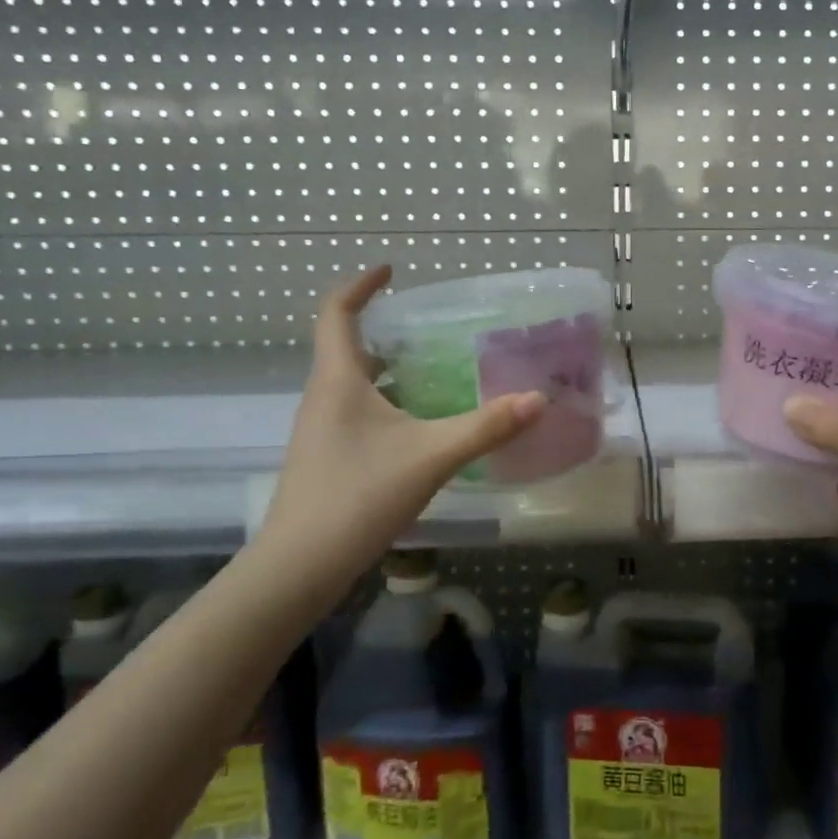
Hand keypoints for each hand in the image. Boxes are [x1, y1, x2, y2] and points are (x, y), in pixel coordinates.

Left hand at [251, 266, 546, 574]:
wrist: (299, 566)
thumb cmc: (358, 496)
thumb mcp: (431, 456)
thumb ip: (485, 426)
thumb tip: (537, 399)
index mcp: (338, 381)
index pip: (337, 313)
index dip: (360, 286)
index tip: (390, 271)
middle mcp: (324, 397)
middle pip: (347, 347)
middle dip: (385, 331)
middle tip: (431, 330)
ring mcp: (322, 430)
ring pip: (355, 384)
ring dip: (389, 371)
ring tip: (436, 373)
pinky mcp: (328, 458)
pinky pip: (358, 413)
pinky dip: (388, 404)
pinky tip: (421, 428)